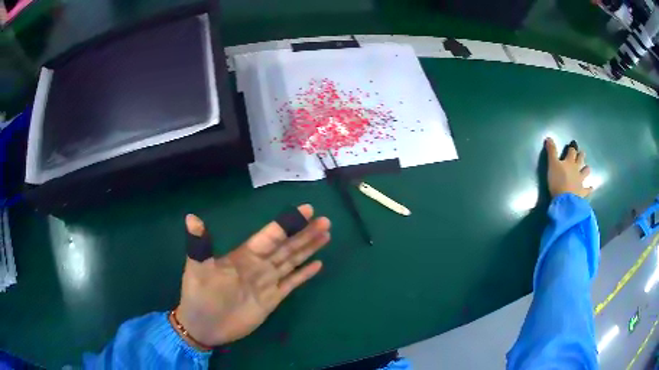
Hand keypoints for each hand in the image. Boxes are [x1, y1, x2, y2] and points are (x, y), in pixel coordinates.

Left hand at [176, 204, 330, 346]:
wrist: (204, 326)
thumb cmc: (199, 296)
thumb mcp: (197, 269)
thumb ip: (199, 245)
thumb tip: (190, 216)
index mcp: (244, 255)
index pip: (271, 235)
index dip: (288, 223)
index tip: (307, 210)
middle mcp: (259, 265)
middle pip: (287, 246)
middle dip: (305, 233)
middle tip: (325, 221)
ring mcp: (267, 282)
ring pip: (292, 261)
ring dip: (309, 248)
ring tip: (326, 235)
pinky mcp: (272, 299)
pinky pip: (292, 283)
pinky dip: (305, 274)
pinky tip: (318, 265)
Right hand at [545, 138, 592, 198]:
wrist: (565, 200)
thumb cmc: (558, 181)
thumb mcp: (552, 164)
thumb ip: (551, 151)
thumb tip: (549, 137)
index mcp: (569, 162)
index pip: (571, 152)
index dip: (572, 148)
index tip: (572, 146)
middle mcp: (577, 169)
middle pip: (580, 160)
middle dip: (581, 156)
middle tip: (582, 153)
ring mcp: (581, 181)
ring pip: (585, 173)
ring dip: (586, 170)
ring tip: (587, 168)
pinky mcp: (582, 192)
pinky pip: (587, 190)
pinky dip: (589, 189)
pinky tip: (591, 188)